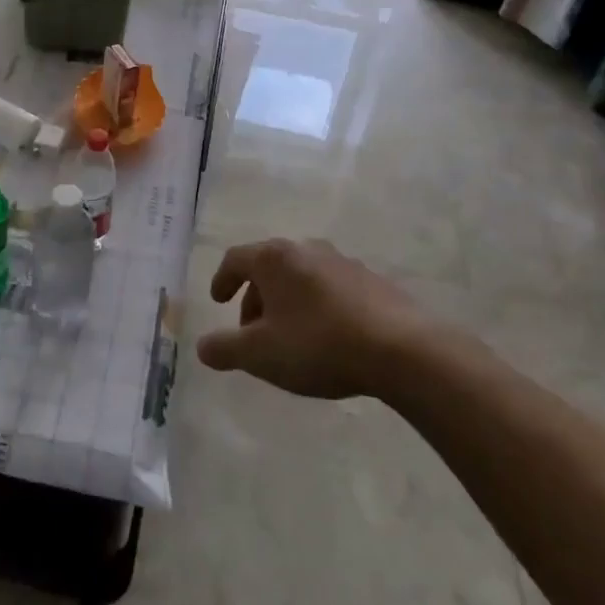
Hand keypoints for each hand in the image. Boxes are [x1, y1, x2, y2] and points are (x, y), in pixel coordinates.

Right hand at [195, 239, 422, 399]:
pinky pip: (331, 289)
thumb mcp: (260, 355)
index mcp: (274, 258)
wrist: (402, 349)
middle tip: (253, 332)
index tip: (218, 301)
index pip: (236, 259)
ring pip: (301, 278)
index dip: (222, 280)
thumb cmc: (318, 344)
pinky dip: (317, 307)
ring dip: (287, 303)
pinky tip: (327, 338)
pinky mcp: (372, 281)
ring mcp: (343, 262)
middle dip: (255, 298)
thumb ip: (225, 349)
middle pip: (269, 268)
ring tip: (290, 338)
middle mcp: (306, 249)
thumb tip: (203, 347)